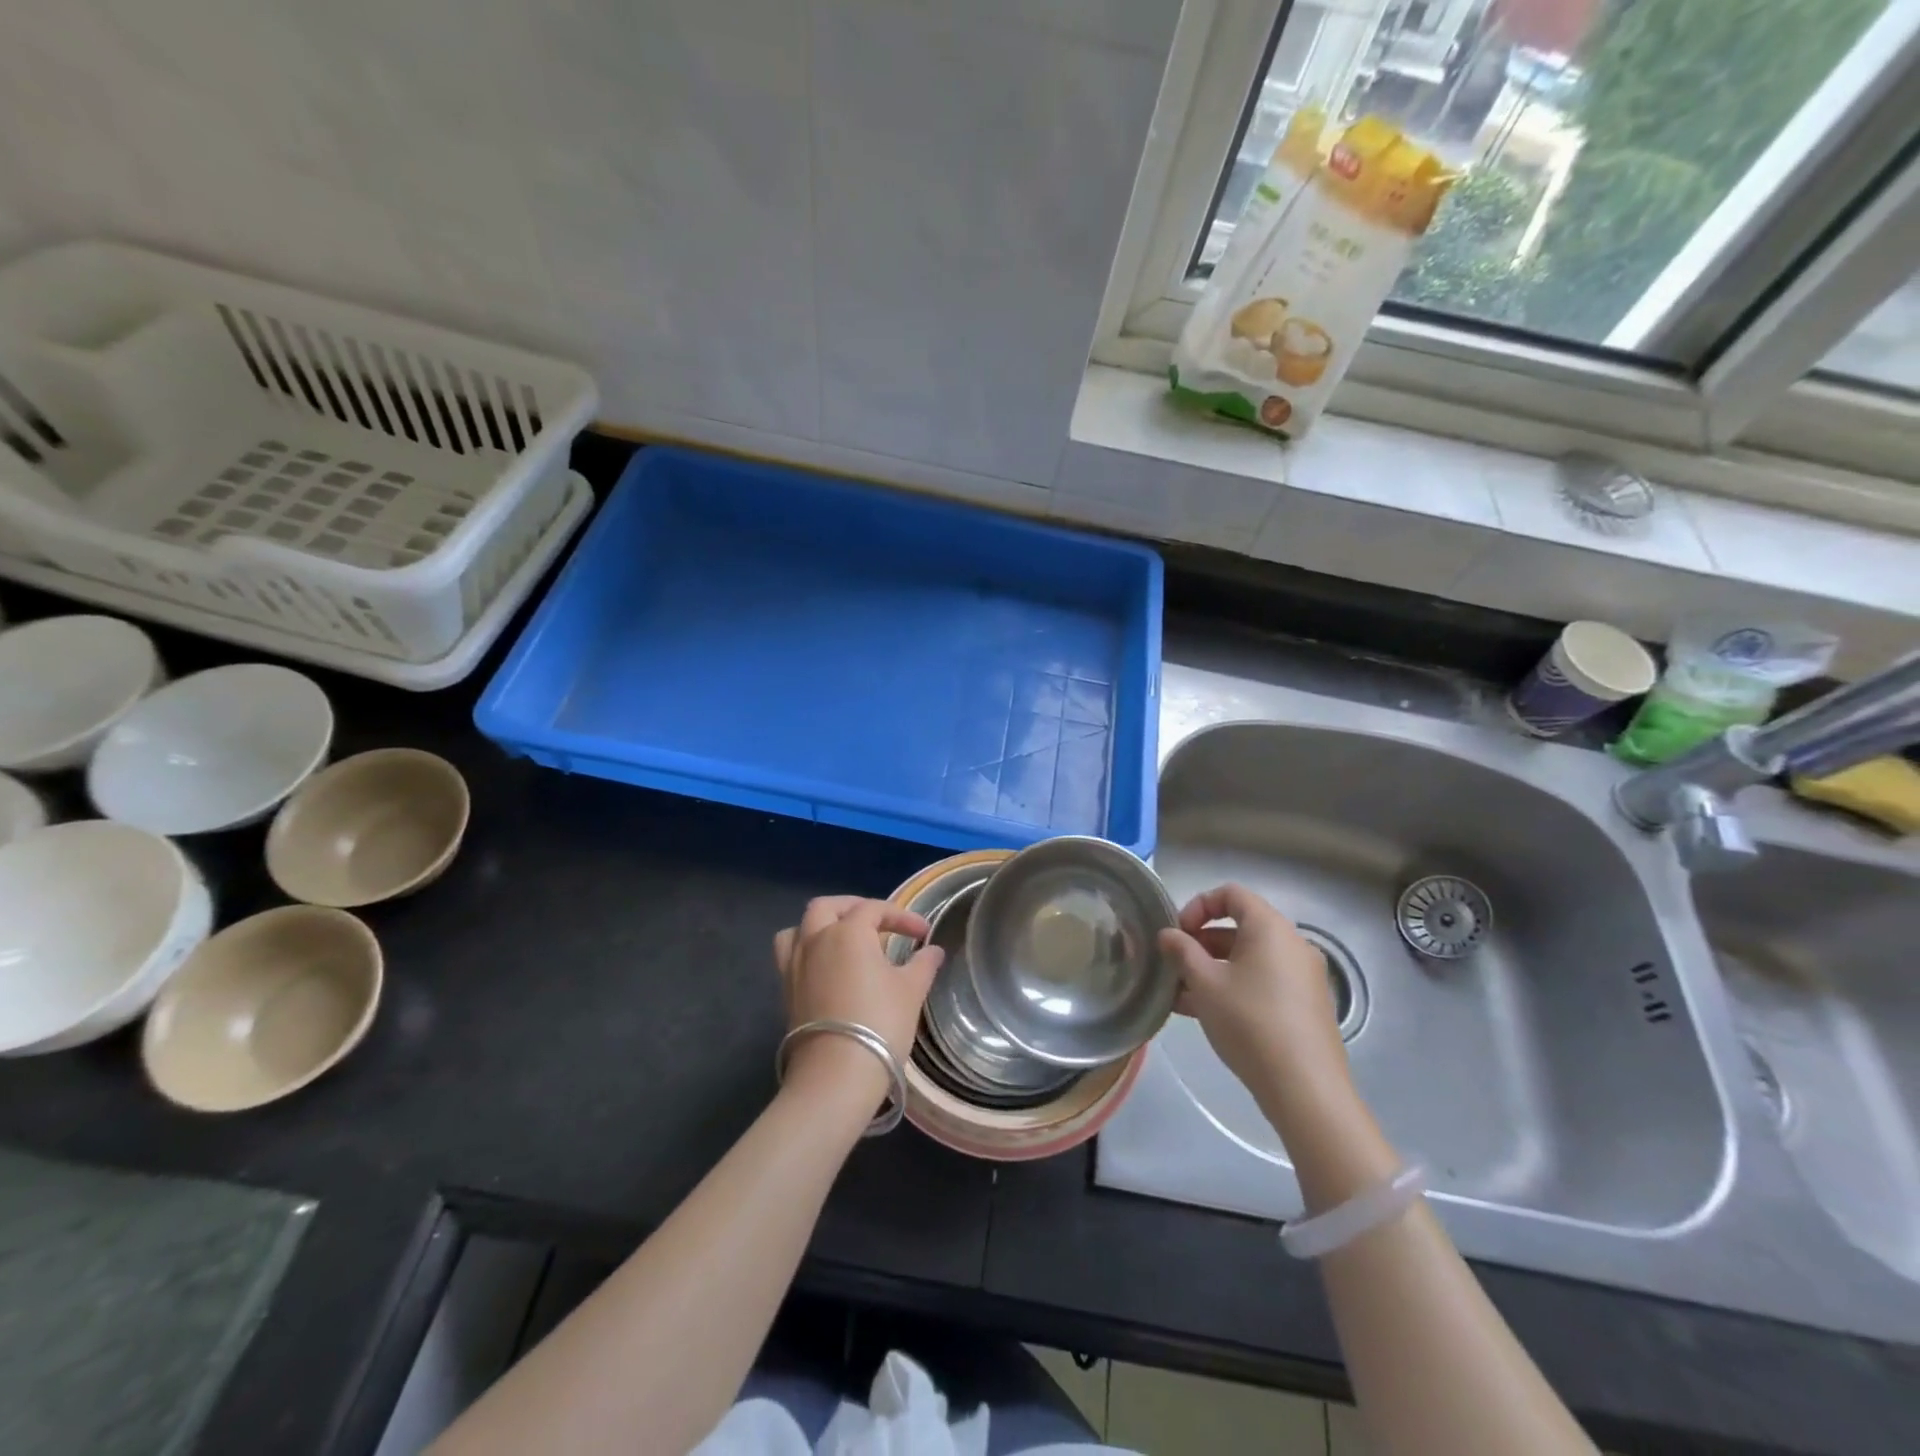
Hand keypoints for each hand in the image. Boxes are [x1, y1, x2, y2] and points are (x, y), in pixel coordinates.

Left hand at [773, 897, 943, 1100]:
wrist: (836, 1074)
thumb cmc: (880, 1023)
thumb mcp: (911, 991)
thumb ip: (923, 964)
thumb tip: (933, 951)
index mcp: (848, 932)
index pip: (874, 909)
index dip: (902, 917)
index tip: (923, 934)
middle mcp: (815, 940)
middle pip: (827, 907)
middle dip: (853, 908)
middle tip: (877, 923)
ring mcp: (795, 965)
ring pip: (799, 928)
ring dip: (820, 926)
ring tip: (842, 940)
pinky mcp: (786, 991)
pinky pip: (790, 956)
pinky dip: (807, 951)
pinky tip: (826, 969)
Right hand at [1157, 884, 1353, 1119]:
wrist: (1305, 1088)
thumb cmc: (1249, 1022)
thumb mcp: (1205, 983)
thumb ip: (1182, 952)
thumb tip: (1167, 934)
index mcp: (1270, 928)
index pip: (1231, 894)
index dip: (1198, 906)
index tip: (1178, 933)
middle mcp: (1291, 944)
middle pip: (1240, 927)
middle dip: (1201, 942)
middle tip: (1174, 965)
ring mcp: (1302, 976)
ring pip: (1248, 959)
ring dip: (1213, 968)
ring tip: (1180, 994)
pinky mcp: (1305, 1006)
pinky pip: (1263, 982)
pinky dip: (1234, 986)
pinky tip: (1205, 1013)